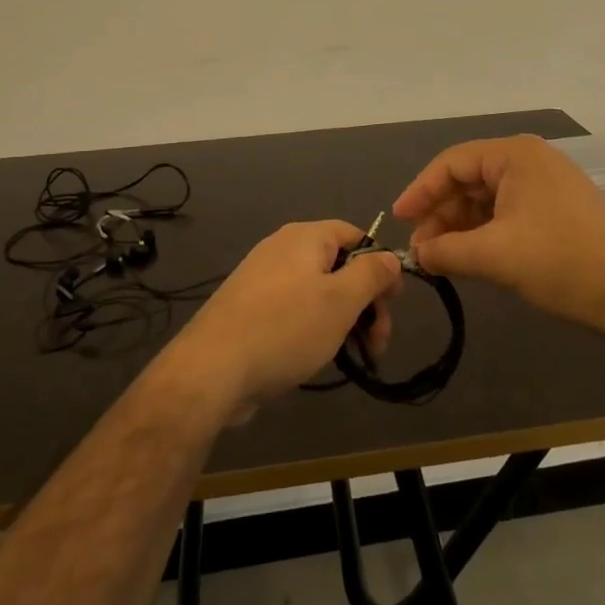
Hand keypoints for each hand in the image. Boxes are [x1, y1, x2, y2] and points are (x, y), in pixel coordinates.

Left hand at [165, 221, 401, 412]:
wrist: (212, 369)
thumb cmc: (286, 327)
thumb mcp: (341, 300)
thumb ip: (372, 274)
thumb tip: (390, 257)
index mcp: (305, 237)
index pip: (356, 235)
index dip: (380, 266)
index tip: (392, 304)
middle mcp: (282, 249)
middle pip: (339, 265)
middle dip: (365, 302)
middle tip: (377, 343)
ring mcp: (262, 279)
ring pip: (318, 291)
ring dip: (343, 319)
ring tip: (353, 356)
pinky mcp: (249, 309)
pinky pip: (294, 309)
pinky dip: (313, 328)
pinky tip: (316, 356)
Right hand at [393, 135, 604, 339]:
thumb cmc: (562, 262)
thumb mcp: (495, 256)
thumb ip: (446, 251)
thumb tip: (416, 255)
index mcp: (515, 156)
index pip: (452, 163)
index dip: (420, 191)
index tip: (397, 221)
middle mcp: (530, 162)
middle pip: (469, 181)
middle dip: (441, 214)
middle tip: (421, 250)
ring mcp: (547, 188)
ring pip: (487, 201)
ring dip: (461, 228)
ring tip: (442, 260)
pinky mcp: (558, 213)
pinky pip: (508, 215)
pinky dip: (485, 235)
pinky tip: (472, 260)